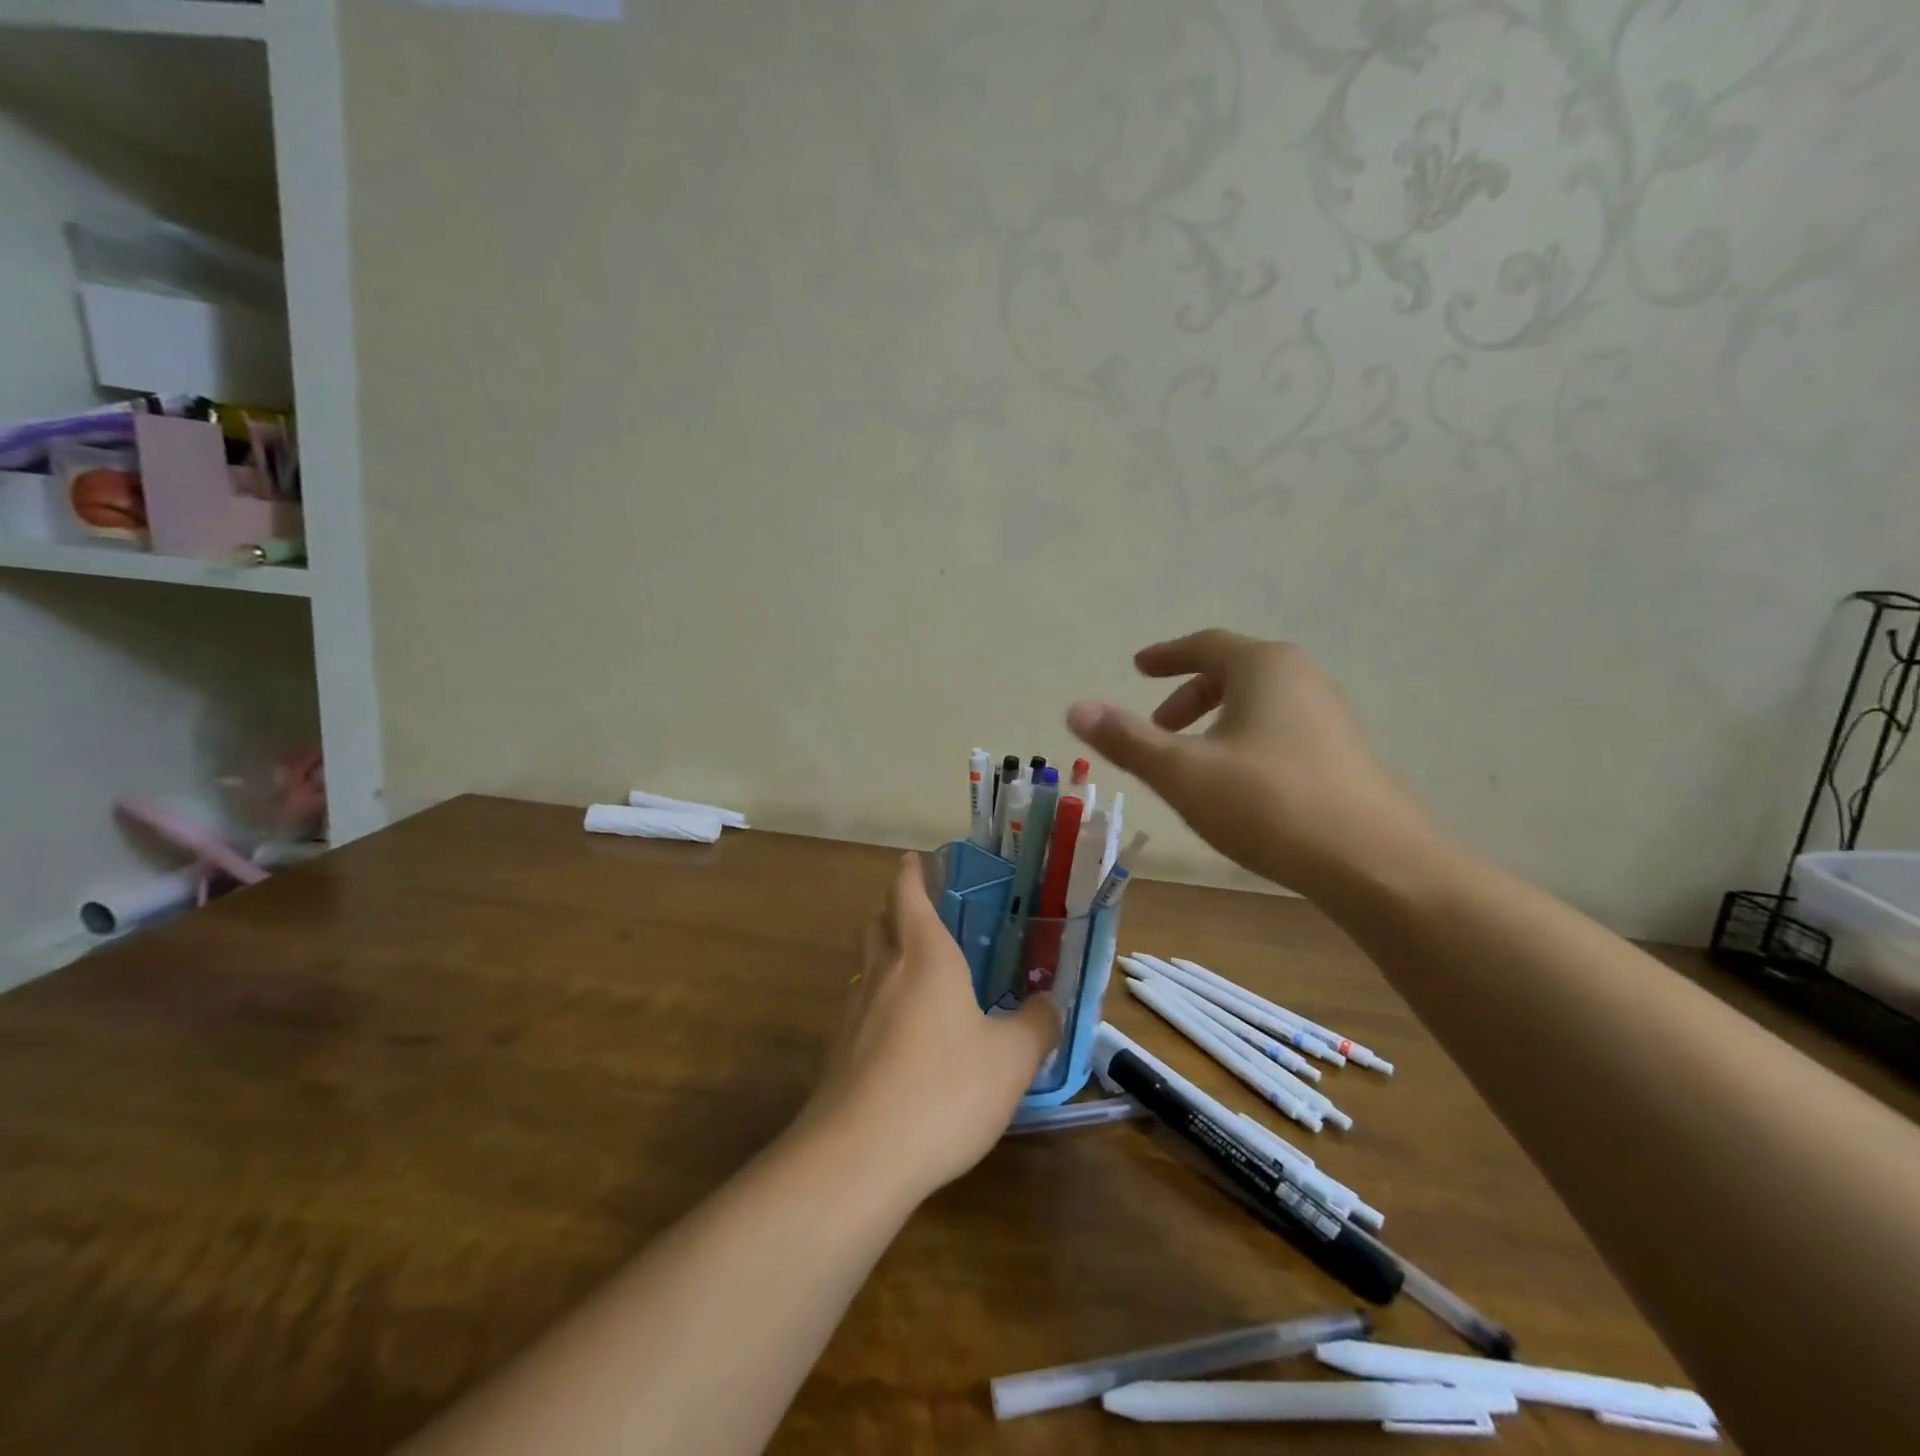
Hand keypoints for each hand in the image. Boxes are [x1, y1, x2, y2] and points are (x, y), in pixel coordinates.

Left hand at [800, 854, 1058, 1201]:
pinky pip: (859, 1010)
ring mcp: (852, 1012)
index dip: (912, 872)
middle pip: (879, 923)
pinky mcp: (835, 1052)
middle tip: (925, 917)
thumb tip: (1050, 1003)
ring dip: (886, 958)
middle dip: (896, 910)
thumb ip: (1037, 1025)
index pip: (908, 893)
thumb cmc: (944, 1090)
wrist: (857, 1158)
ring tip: (917, 979)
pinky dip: (877, 1005)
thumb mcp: (1011, 1060)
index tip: (918, 859)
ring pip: (866, 966)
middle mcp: (883, 973)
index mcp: (925, 957)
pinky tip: (900, 1040)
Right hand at [1066, 630, 1431, 897]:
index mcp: (1263, 667)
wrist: (1376, 864)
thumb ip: (1127, 739)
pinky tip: (1238, 785)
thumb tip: (1075, 708)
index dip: (1165, 656)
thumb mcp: (1183, 772)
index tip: (1138, 667)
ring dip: (1217, 721)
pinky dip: (1245, 741)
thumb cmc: (1269, 804)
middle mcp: (1302, 679)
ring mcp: (1330, 717)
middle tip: (1157, 726)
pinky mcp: (1344, 755)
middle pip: (1233, 672)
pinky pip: (1280, 730)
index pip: (1205, 645)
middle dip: (1188, 695)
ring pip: (1258, 704)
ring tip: (1193, 761)